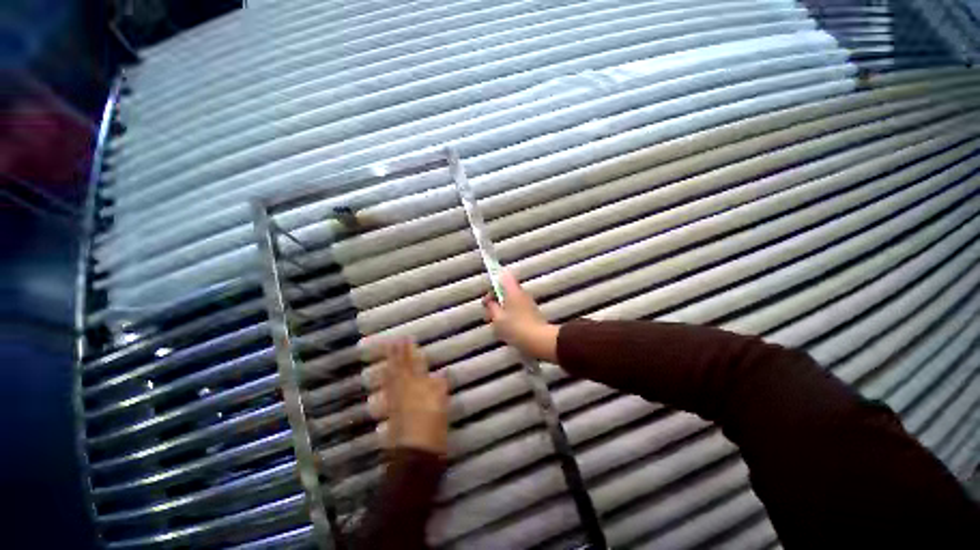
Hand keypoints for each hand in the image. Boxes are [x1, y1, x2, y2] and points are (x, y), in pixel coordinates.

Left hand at [368, 339, 448, 455]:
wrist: (416, 452)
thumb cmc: (433, 424)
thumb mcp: (441, 402)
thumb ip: (441, 385)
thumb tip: (443, 371)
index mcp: (418, 384)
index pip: (413, 363)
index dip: (409, 351)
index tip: (405, 338)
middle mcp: (405, 389)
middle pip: (400, 368)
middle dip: (396, 354)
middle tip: (392, 341)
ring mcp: (396, 401)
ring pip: (391, 378)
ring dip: (389, 364)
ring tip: (387, 354)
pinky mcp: (392, 412)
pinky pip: (388, 391)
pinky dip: (386, 381)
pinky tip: (385, 378)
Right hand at [482, 270, 559, 362]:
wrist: (540, 340)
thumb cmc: (516, 327)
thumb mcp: (497, 318)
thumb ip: (491, 307)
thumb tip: (489, 301)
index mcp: (512, 291)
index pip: (503, 277)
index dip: (494, 283)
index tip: (488, 298)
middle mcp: (522, 293)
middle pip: (506, 290)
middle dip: (496, 301)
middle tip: (489, 315)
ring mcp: (528, 303)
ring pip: (511, 301)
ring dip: (502, 310)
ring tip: (497, 325)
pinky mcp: (532, 313)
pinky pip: (517, 309)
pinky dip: (510, 315)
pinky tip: (507, 329)